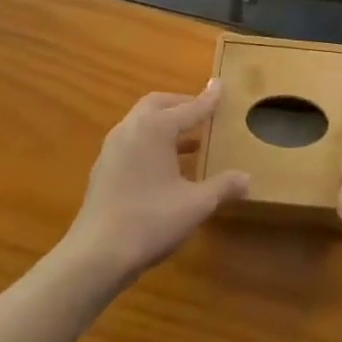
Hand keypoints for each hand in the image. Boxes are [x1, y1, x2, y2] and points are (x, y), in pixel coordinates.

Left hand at [62, 85, 247, 282]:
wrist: (95, 256)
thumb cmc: (150, 221)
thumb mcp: (195, 204)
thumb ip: (222, 186)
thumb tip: (246, 178)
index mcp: (155, 128)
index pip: (189, 108)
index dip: (208, 100)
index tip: (220, 86)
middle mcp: (131, 128)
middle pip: (159, 104)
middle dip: (181, 105)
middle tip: (202, 113)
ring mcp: (112, 148)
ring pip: (142, 122)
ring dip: (165, 124)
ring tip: (189, 141)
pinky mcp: (103, 168)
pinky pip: (132, 141)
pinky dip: (151, 141)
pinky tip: (164, 167)